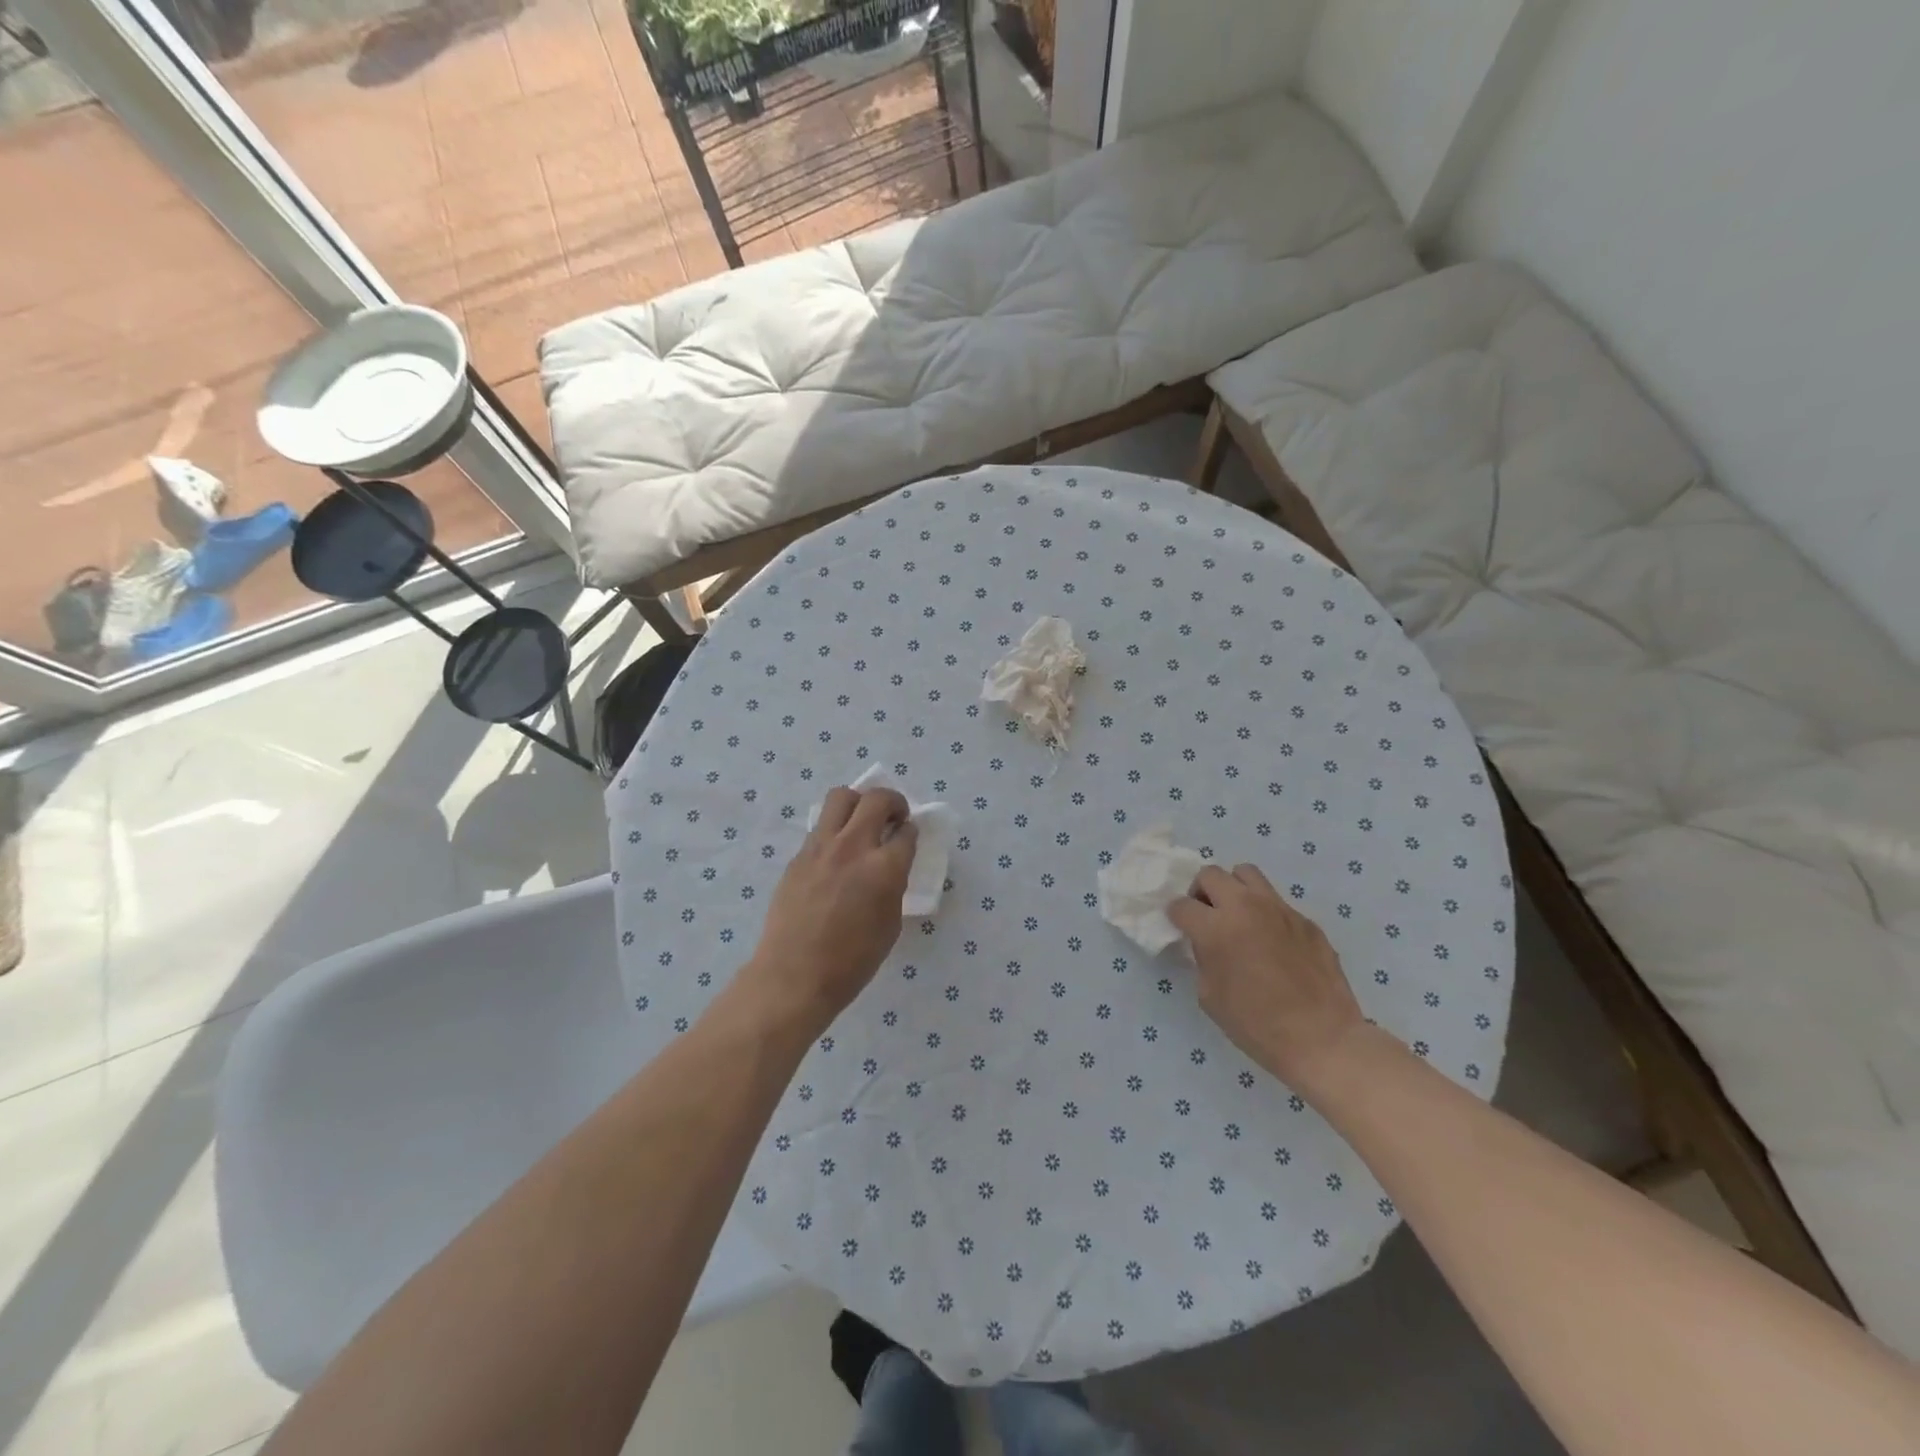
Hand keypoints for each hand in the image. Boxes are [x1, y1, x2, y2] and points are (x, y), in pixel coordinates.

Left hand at [742, 786, 917, 1030]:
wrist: (794, 976)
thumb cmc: (852, 962)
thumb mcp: (890, 924)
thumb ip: (893, 886)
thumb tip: (890, 867)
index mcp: (884, 868)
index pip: (906, 832)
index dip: (911, 832)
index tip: (909, 836)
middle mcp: (853, 847)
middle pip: (876, 799)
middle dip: (893, 802)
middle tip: (894, 818)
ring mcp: (821, 847)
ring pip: (841, 797)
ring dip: (859, 803)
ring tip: (862, 822)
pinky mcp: (798, 855)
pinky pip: (821, 826)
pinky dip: (835, 829)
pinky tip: (837, 854)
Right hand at [1168, 864, 1367, 1090]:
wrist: (1322, 1039)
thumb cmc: (1257, 1025)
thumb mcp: (1209, 995)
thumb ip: (1202, 958)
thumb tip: (1205, 942)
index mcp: (1216, 928)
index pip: (1181, 905)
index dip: (1177, 916)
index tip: (1181, 927)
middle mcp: (1245, 907)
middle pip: (1211, 874)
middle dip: (1201, 892)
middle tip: (1207, 916)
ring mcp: (1279, 909)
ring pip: (1246, 873)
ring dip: (1234, 889)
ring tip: (1238, 915)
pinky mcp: (1305, 920)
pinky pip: (1276, 902)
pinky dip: (1265, 913)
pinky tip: (1273, 942)